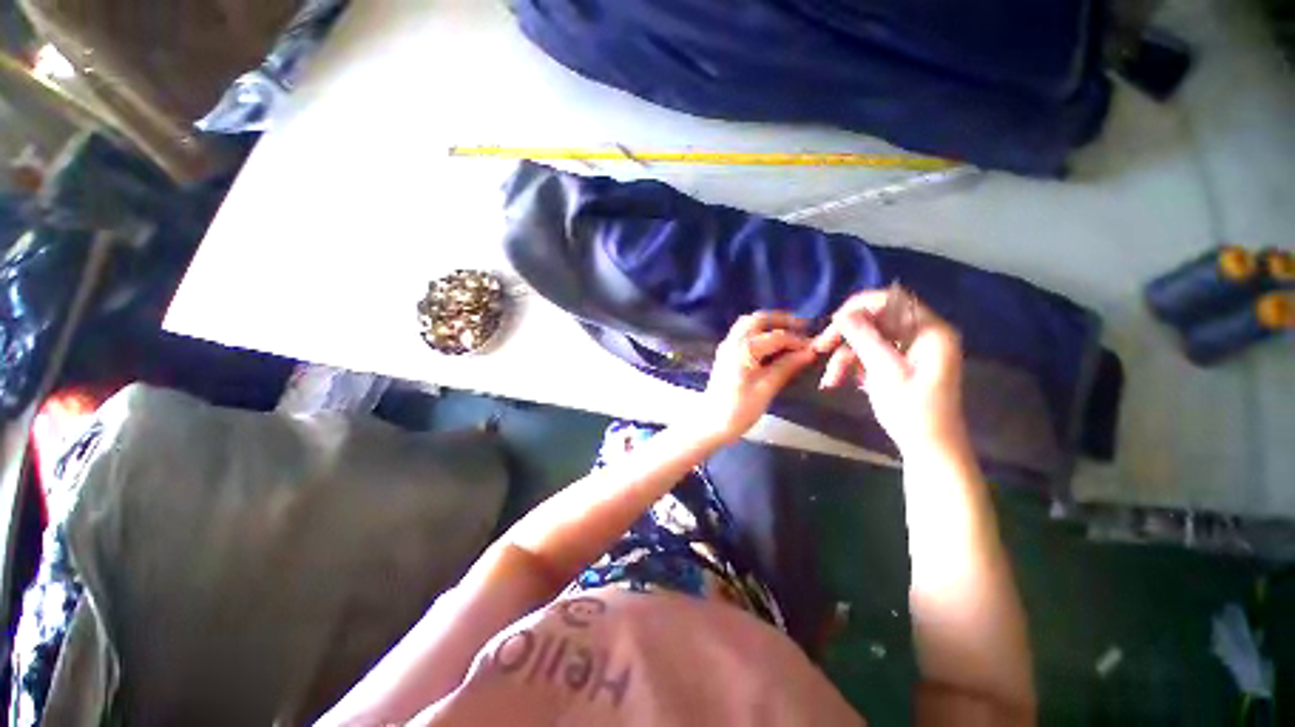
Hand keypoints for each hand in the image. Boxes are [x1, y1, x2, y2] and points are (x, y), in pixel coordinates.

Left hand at [697, 311, 817, 442]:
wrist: (711, 423)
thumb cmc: (739, 408)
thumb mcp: (766, 388)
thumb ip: (787, 366)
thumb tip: (810, 352)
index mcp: (743, 348)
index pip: (776, 336)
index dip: (797, 340)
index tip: (816, 346)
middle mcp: (733, 341)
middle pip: (758, 320)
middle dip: (781, 321)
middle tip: (802, 327)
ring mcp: (727, 347)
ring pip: (749, 325)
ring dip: (769, 325)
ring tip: (790, 333)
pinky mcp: (726, 355)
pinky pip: (743, 334)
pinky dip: (759, 333)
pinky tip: (773, 344)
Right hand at [813, 291, 967, 455]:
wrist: (929, 448)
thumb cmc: (913, 411)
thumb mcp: (885, 371)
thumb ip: (864, 338)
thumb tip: (842, 314)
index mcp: (929, 331)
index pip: (892, 300)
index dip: (860, 306)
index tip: (833, 322)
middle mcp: (920, 335)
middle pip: (875, 320)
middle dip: (846, 335)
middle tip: (820, 348)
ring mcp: (909, 351)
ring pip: (867, 339)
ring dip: (844, 356)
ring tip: (830, 379)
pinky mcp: (898, 364)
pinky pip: (869, 354)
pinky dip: (852, 366)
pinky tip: (838, 381)